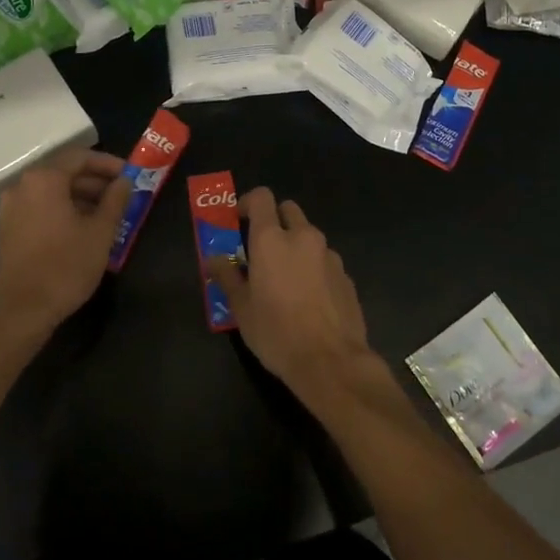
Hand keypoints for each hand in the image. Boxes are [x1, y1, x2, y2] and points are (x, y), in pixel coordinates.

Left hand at [0, 149, 131, 344]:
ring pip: (51, 191)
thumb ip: (115, 200)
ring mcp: (11, 208)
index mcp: (44, 180)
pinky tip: (82, 228)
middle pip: (64, 173)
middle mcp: (22, 186)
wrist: (24, 312)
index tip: (129, 175)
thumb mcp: (101, 232)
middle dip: (95, 181)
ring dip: (80, 197)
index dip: (108, 164)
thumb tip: (124, 181)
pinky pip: (39, 207)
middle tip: (121, 195)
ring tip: (106, 214)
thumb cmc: (66, 266)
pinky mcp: (8, 229)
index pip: (80, 158)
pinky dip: (62, 209)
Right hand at [206, 188, 375, 401]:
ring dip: (295, 246)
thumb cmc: (277, 332)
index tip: (238, 221)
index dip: (248, 203)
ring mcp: (329, 255)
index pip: (262, 198)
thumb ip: (227, 277)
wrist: (331, 362)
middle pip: (288, 210)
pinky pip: (324, 260)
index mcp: (272, 239)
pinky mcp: (346, 275)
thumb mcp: (242, 308)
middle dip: (275, 221)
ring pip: (309, 236)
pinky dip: (313, 267)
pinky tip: (308, 298)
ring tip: (285, 279)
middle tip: (262, 249)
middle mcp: (303, 237)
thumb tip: (213, 259)